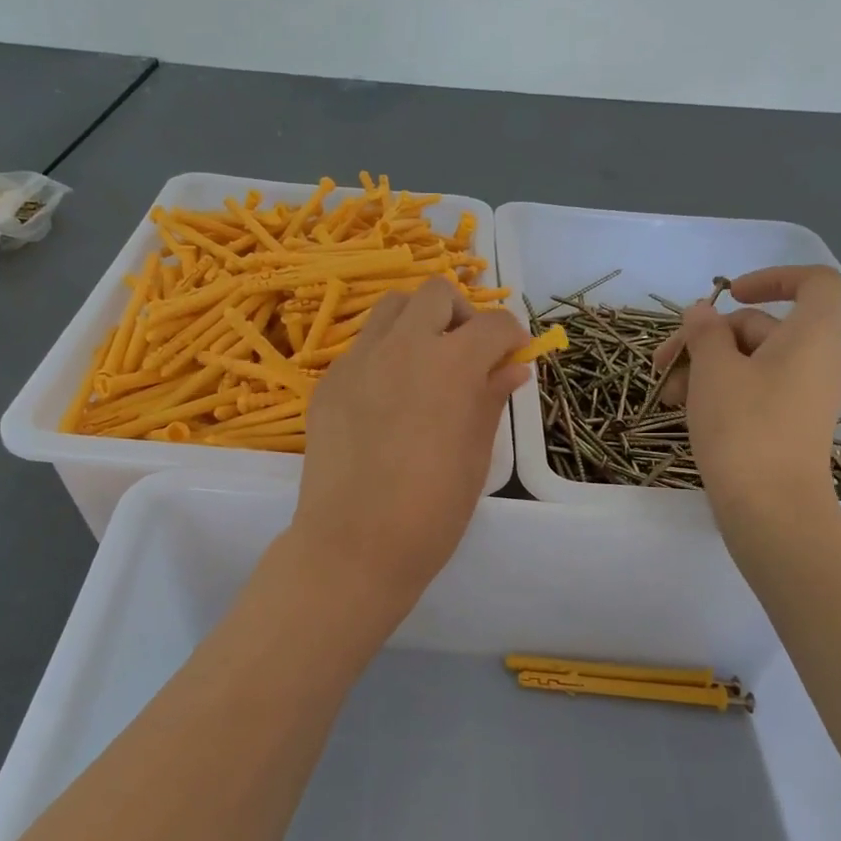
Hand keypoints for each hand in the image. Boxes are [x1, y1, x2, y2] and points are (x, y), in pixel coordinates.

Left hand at [292, 277, 527, 597]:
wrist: (353, 545)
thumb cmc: (430, 512)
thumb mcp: (475, 457)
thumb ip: (490, 401)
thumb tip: (511, 370)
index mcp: (451, 365)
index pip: (494, 323)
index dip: (512, 337)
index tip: (512, 359)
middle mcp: (403, 347)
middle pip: (436, 294)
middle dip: (460, 315)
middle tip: (465, 355)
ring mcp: (358, 361)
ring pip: (391, 310)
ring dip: (417, 324)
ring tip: (424, 366)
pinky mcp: (328, 382)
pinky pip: (361, 348)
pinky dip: (384, 356)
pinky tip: (385, 400)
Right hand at [652, 264, 840, 520]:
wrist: (770, 508)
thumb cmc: (744, 427)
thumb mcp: (713, 370)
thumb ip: (704, 332)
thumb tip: (701, 313)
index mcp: (812, 336)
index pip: (813, 282)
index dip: (772, 277)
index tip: (728, 296)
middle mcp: (817, 361)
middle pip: (762, 327)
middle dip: (707, 338)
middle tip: (661, 362)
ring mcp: (805, 396)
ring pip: (751, 362)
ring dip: (704, 368)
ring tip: (665, 395)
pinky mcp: (789, 425)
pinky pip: (756, 391)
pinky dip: (721, 391)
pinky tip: (684, 411)